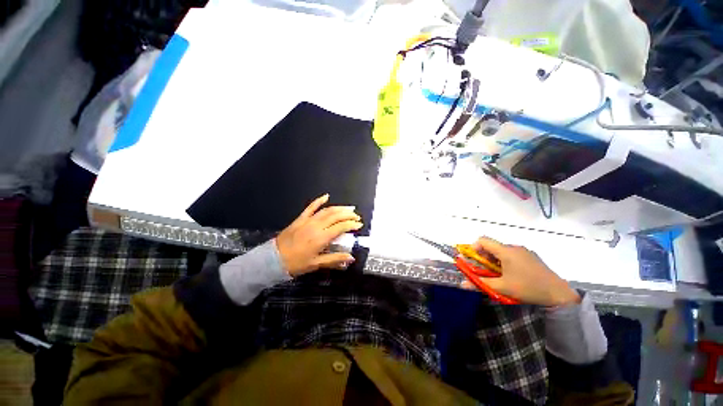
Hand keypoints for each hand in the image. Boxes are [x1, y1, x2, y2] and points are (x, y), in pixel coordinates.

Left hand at [276, 194, 362, 276]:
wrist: (273, 259)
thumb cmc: (296, 263)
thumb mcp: (317, 264)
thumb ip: (335, 259)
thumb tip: (351, 258)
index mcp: (321, 238)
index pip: (341, 227)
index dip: (352, 224)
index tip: (359, 225)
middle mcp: (316, 226)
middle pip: (336, 216)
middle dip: (348, 215)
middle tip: (356, 216)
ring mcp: (308, 221)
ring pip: (327, 210)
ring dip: (339, 208)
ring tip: (348, 208)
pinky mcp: (300, 218)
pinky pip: (311, 207)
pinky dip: (319, 201)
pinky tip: (326, 196)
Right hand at [461, 237, 580, 306]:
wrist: (559, 294)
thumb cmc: (527, 288)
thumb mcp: (502, 288)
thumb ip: (481, 283)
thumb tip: (462, 284)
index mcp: (506, 251)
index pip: (483, 240)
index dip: (474, 247)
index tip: (474, 260)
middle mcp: (514, 247)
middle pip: (492, 245)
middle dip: (484, 256)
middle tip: (485, 270)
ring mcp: (524, 251)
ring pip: (502, 250)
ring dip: (495, 259)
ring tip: (499, 274)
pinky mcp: (531, 256)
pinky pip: (512, 254)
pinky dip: (505, 260)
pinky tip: (512, 274)